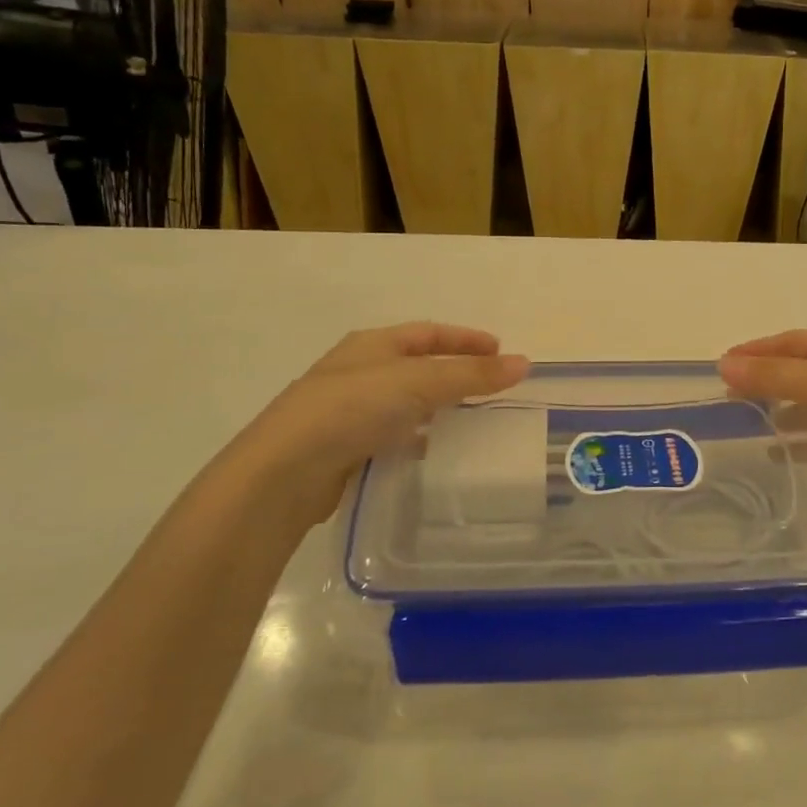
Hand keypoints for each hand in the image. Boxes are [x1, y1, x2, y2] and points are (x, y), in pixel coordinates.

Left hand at [214, 323, 528, 533]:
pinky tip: (433, 454)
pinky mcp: (343, 448)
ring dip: (436, 408)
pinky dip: (417, 439)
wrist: (283, 472)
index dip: (465, 338)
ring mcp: (347, 411)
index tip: (501, 350)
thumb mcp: (417, 383)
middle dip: (453, 373)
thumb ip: (470, 374)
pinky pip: (392, 436)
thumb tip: (523, 362)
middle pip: (416, 366)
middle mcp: (358, 372)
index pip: (428, 333)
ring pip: (404, 403)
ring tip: (471, 422)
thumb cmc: (351, 409)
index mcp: (372, 346)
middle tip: (491, 387)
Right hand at [719, 330, 806, 516]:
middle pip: (801, 372)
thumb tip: (723, 364)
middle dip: (765, 382)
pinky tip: (781, 457)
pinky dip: (802, 442)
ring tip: (746, 428)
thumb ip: (775, 376)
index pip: (792, 342)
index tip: (720, 365)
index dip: (756, 350)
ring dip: (781, 413)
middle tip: (728, 400)